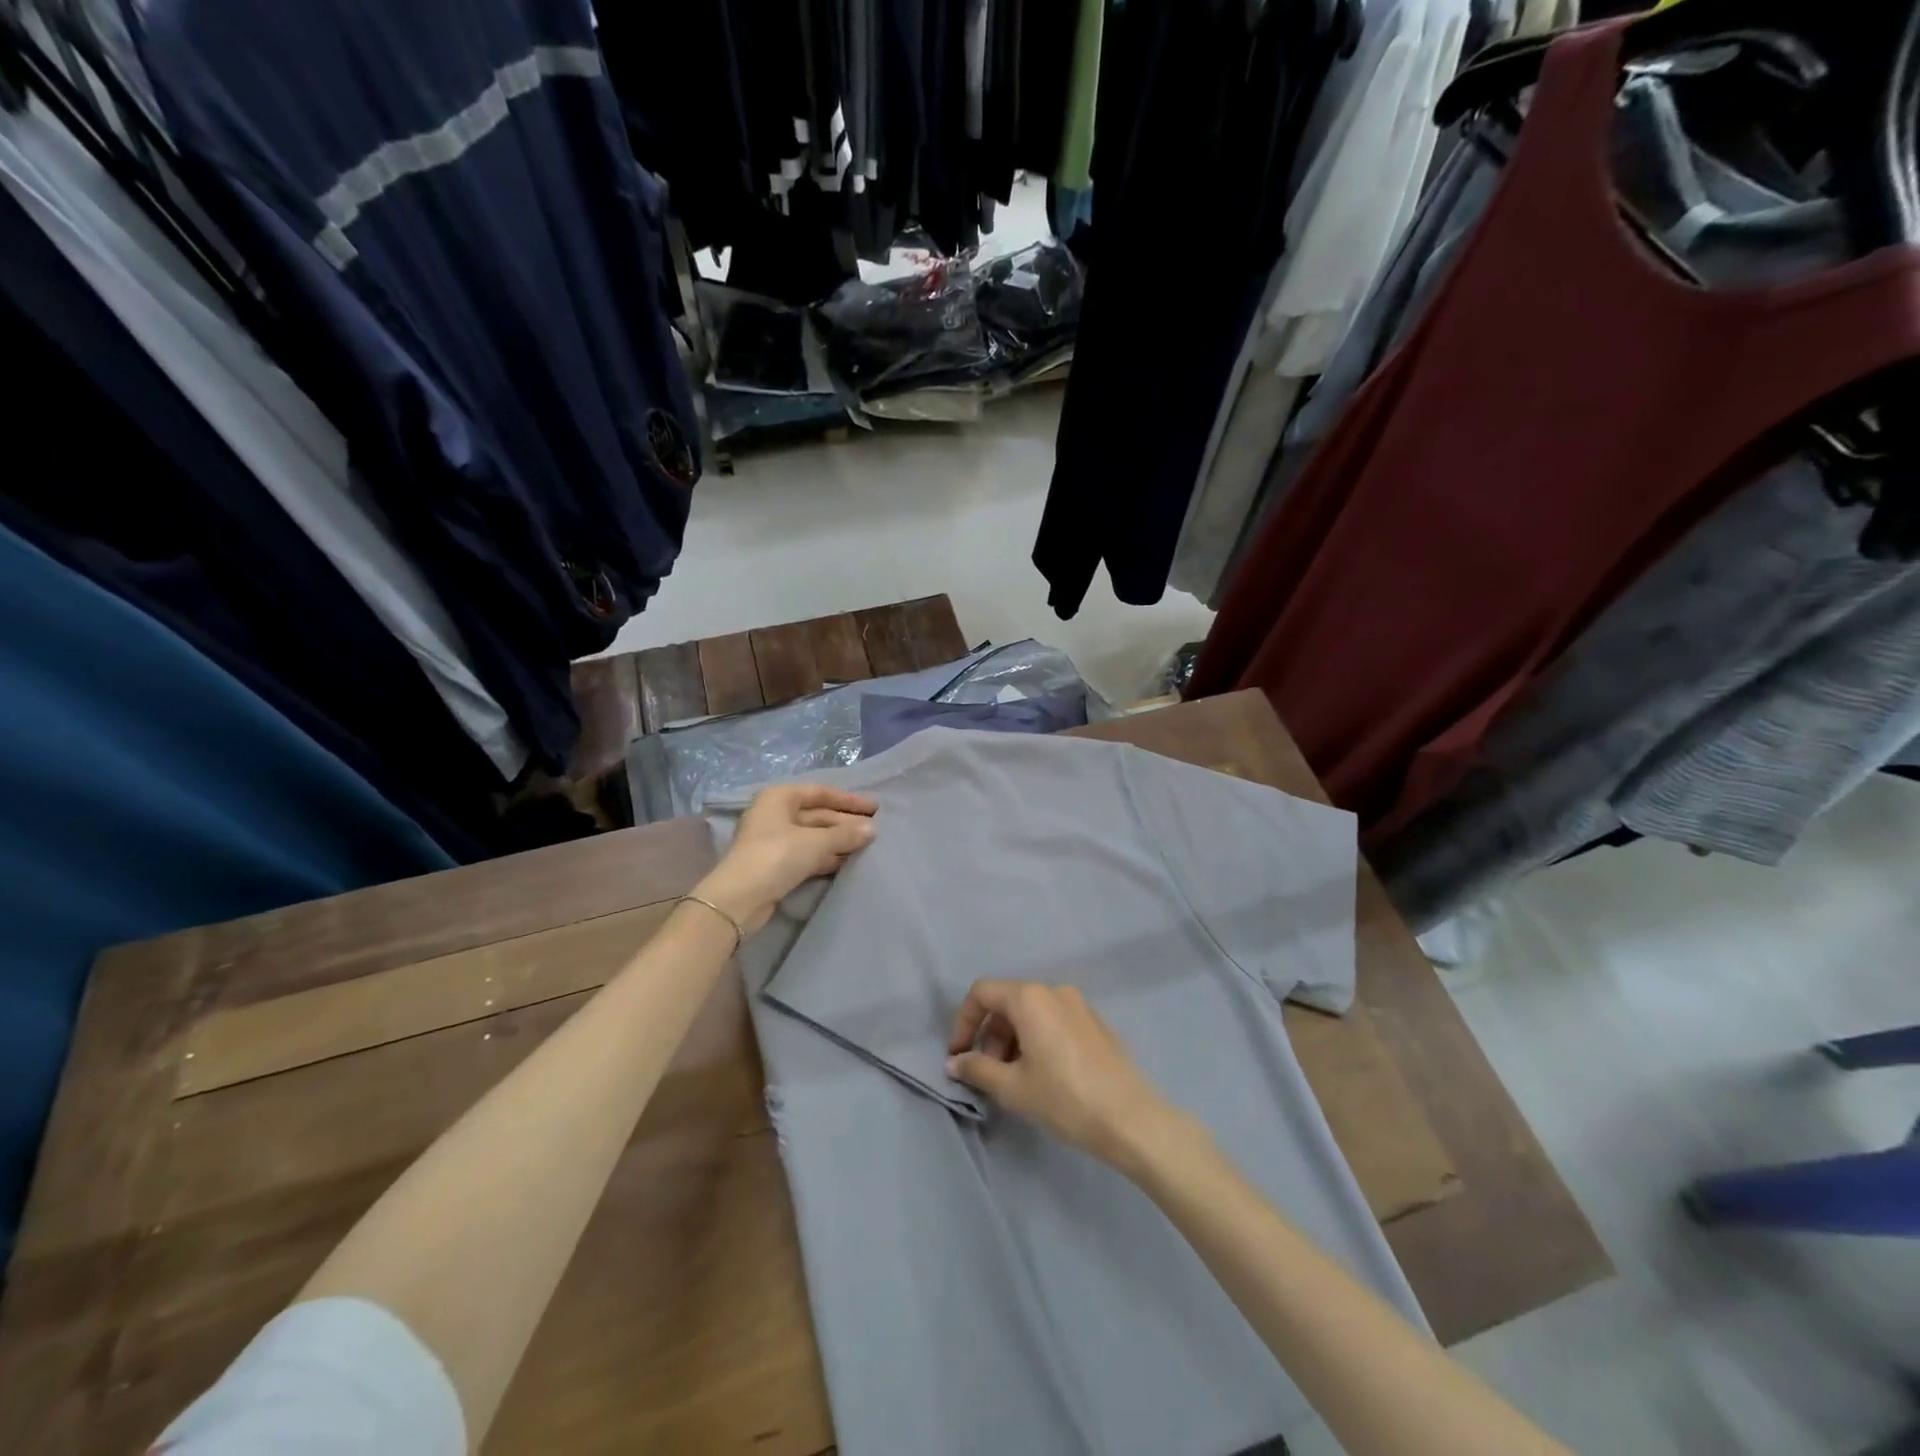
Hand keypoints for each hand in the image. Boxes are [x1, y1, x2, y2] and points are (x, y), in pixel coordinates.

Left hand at [696, 784, 877, 933]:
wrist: (739, 899)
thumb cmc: (776, 856)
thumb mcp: (816, 842)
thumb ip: (846, 834)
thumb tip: (872, 829)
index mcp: (780, 797)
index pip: (821, 792)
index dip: (849, 800)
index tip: (875, 808)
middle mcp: (775, 813)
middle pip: (818, 814)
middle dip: (845, 823)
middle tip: (875, 830)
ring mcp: (774, 840)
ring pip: (813, 835)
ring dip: (838, 841)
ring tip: (867, 846)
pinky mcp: (775, 863)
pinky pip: (807, 853)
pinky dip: (826, 856)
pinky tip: (847, 861)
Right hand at [945, 980, 1183, 1172]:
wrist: (1131, 1119)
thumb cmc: (1065, 1099)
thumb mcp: (1013, 1088)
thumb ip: (977, 1069)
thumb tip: (955, 1063)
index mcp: (1030, 997)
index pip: (982, 992)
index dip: (963, 1021)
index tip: (958, 1055)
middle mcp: (1053, 991)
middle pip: (1007, 1001)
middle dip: (989, 1034)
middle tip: (987, 1073)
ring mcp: (1078, 1004)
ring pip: (1030, 1012)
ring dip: (1011, 1039)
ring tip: (1013, 1078)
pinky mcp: (1094, 1022)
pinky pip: (1053, 1020)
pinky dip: (1036, 1038)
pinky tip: (1041, 1074)